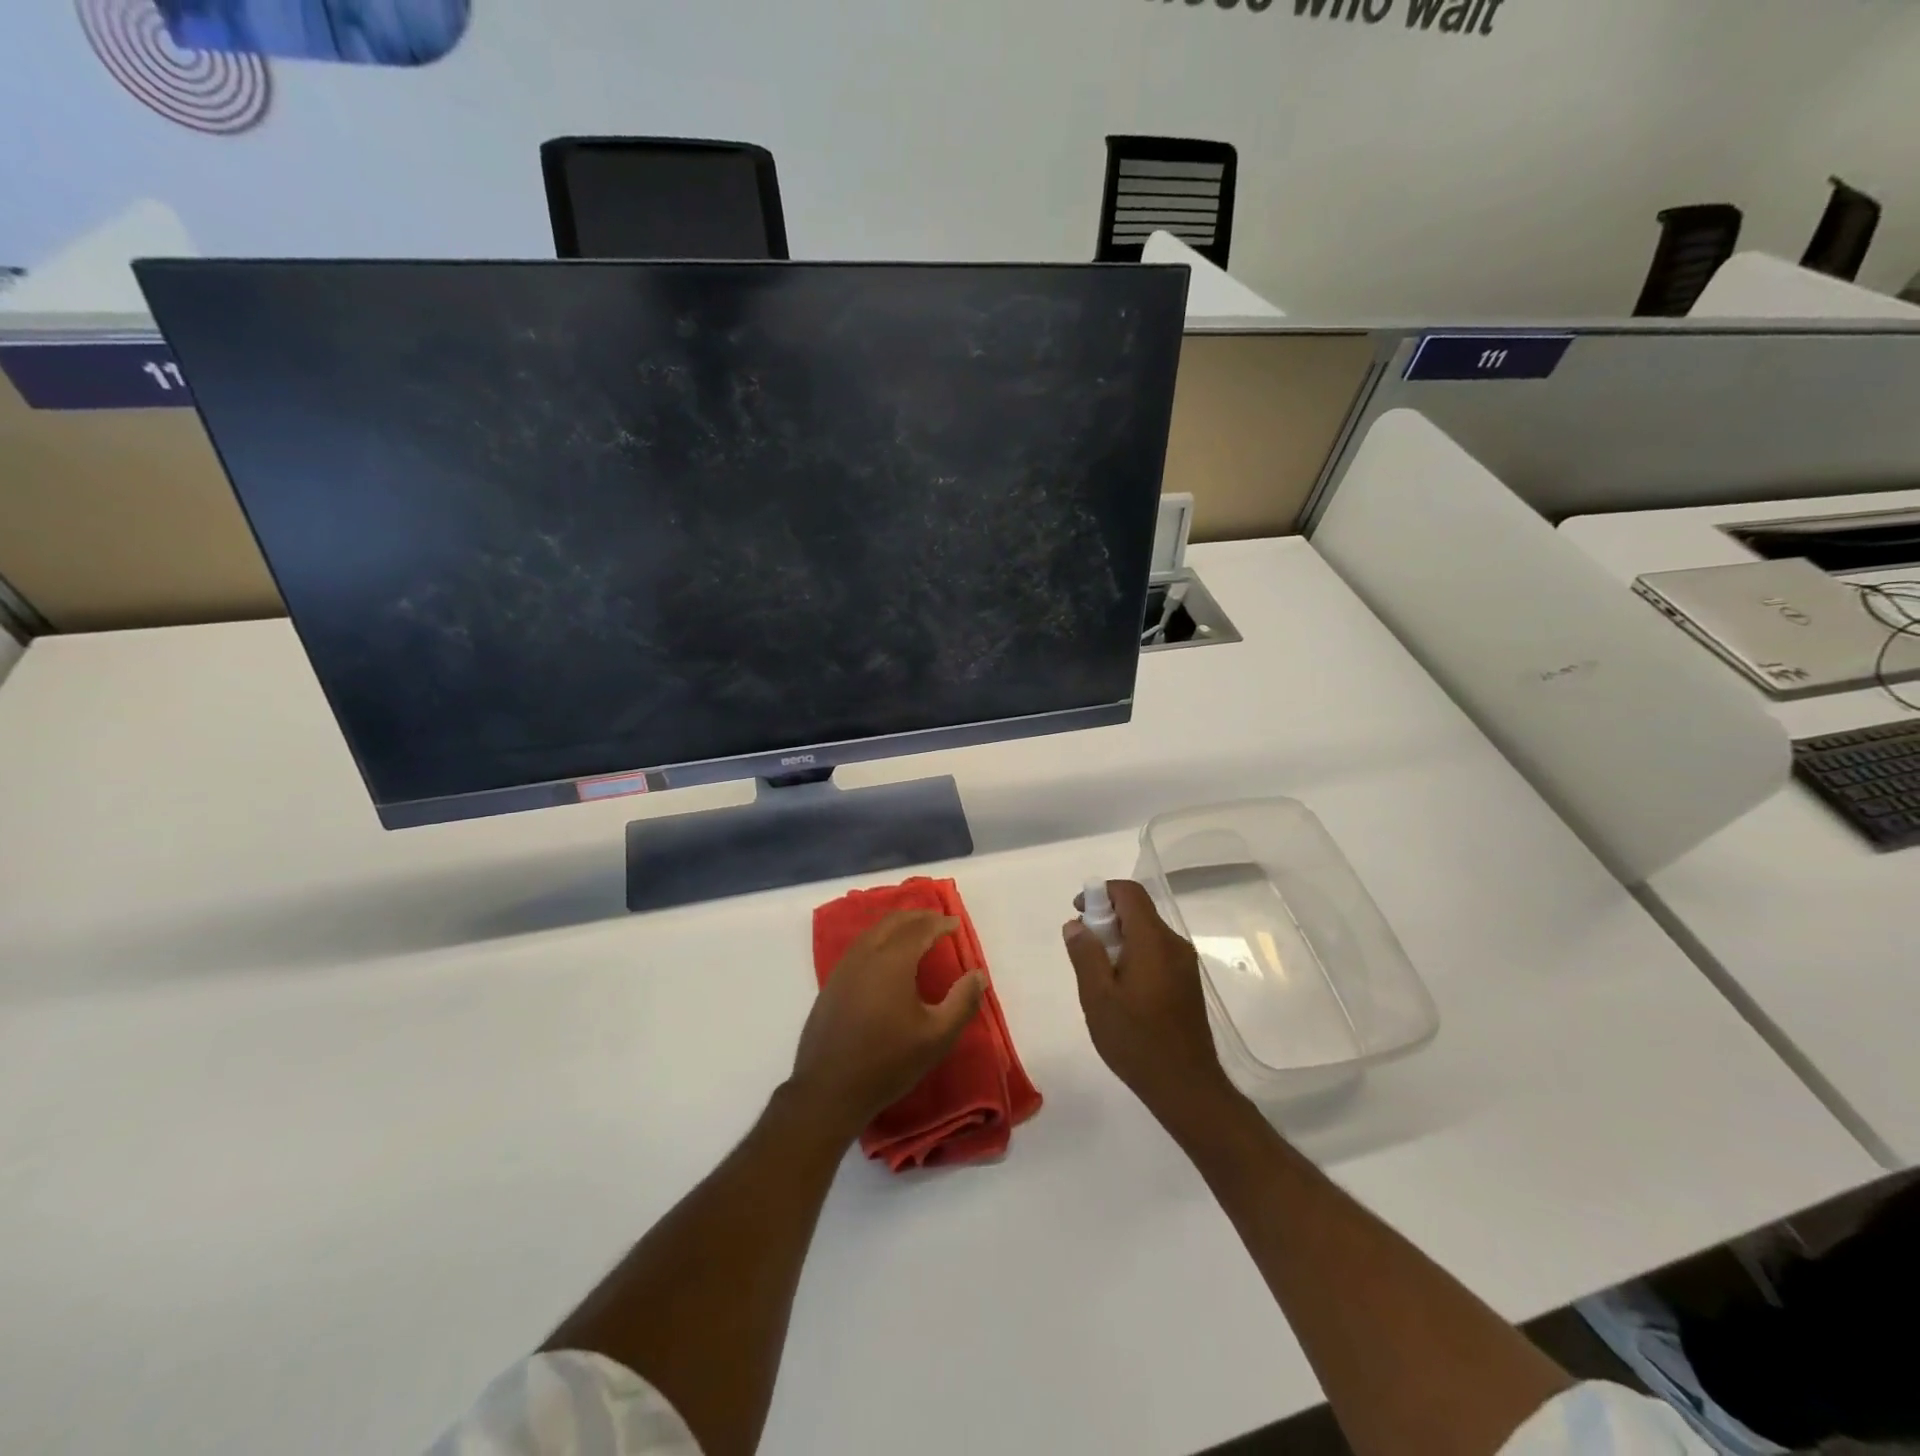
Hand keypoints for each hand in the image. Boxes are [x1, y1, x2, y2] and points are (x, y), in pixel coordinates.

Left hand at [789, 911, 985, 1145]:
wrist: (828, 1090)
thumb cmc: (887, 1062)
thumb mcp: (936, 1037)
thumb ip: (962, 1002)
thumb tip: (978, 974)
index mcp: (892, 961)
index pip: (920, 929)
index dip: (940, 923)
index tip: (956, 924)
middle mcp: (865, 955)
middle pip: (894, 922)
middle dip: (918, 917)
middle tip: (938, 921)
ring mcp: (844, 968)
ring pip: (873, 932)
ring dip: (897, 926)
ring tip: (915, 933)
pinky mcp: (832, 983)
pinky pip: (860, 947)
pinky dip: (879, 939)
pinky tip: (887, 958)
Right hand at [1063, 880, 1237, 1125]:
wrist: (1187, 1087)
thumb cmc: (1137, 1041)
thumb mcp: (1098, 997)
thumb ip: (1085, 954)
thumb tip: (1076, 924)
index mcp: (1153, 941)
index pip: (1129, 893)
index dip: (1101, 892)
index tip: (1079, 913)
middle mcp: (1174, 944)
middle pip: (1138, 912)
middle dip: (1106, 919)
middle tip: (1083, 949)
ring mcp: (1184, 964)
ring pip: (1147, 934)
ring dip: (1119, 940)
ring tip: (1098, 975)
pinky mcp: (1187, 983)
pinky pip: (1156, 953)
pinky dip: (1134, 956)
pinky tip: (1120, 991)